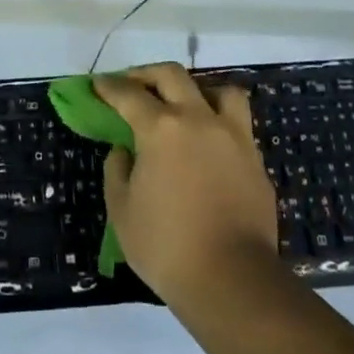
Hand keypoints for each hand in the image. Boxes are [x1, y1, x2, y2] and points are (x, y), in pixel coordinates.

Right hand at [95, 63, 277, 306]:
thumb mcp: (122, 209)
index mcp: (161, 128)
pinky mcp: (255, 159)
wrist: (231, 279)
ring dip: (197, 90)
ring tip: (185, 106)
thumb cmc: (165, 245)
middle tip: (132, 86)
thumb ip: (118, 170)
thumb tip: (125, 150)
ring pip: (220, 90)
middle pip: (173, 76)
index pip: (128, 94)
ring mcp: (234, 137)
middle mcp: (199, 120)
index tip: (98, 85)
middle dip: (147, 74)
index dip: (109, 87)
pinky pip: (238, 124)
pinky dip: (219, 122)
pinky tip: (208, 144)